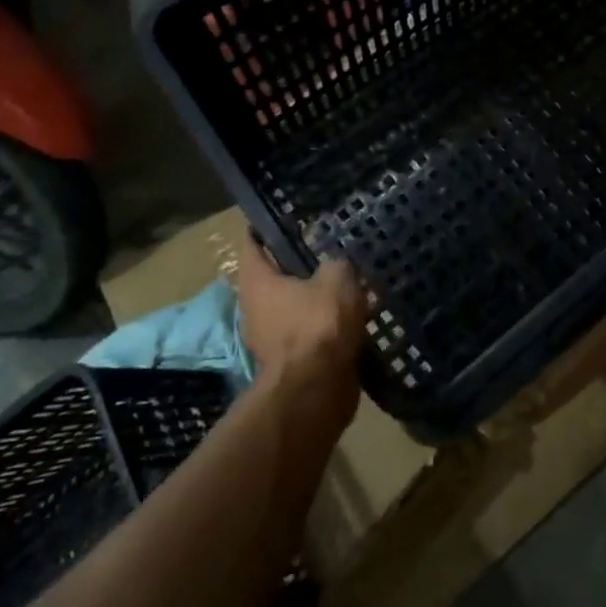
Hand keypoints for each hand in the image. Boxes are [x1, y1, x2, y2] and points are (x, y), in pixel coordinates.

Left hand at [233, 233, 364, 421]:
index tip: (288, 215)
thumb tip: (336, 264)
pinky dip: (325, 325)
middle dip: (298, 264)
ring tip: (348, 282)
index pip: (252, 243)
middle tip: (328, 247)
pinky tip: (353, 316)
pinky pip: (307, 332)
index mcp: (256, 282)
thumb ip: (336, 263)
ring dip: (315, 297)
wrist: (317, 391)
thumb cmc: (318, 325)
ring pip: (293, 306)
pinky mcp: (289, 361)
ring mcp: (269, 338)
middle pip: (274, 276)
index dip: (267, 227)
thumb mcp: (337, 278)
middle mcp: (254, 308)